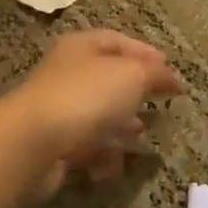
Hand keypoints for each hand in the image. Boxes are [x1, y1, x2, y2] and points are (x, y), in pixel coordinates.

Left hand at [0, 30, 183, 195]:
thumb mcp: (131, 75)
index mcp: (81, 47)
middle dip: (134, 95)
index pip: (117, 41)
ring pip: (97, 117)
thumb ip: (155, 74)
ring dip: (119, 129)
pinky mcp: (53, 145)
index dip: (145, 53)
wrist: (34, 143)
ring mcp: (58, 111)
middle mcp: (67, 74)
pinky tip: (111, 166)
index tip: (171, 72)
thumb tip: (172, 79)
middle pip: (107, 81)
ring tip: (140, 140)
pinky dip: (101, 157)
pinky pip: (85, 148)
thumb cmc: (86, 97)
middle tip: (159, 108)